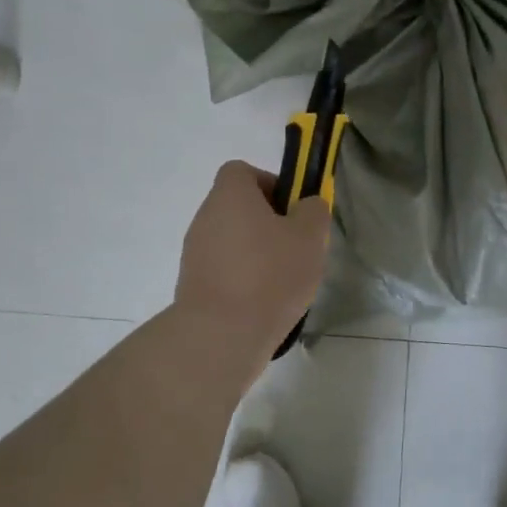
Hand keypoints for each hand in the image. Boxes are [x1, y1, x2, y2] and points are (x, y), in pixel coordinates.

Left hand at [174, 161, 331, 356]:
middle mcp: (205, 218)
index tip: (292, 210)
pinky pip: (224, 271)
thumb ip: (313, 211)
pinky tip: (263, 304)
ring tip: (283, 282)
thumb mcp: (310, 237)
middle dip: (268, 224)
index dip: (270, 183)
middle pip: (238, 208)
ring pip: (233, 241)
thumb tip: (306, 206)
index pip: (242, 171)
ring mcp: (194, 253)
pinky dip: (243, 281)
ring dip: (257, 254)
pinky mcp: (193, 286)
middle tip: (295, 248)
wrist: (221, 335)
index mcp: (229, 196)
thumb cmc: (270, 275)